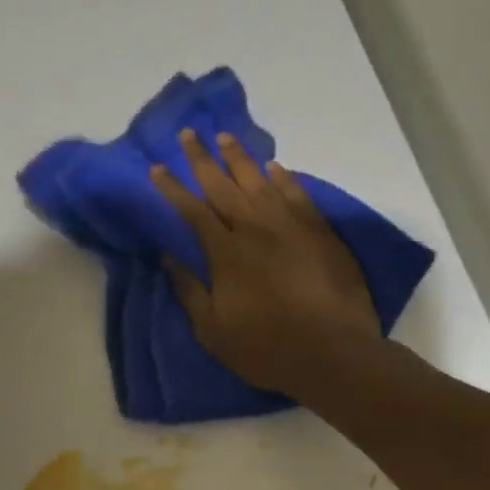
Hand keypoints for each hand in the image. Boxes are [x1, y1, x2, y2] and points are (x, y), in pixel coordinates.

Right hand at [151, 128, 380, 400]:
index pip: (192, 211)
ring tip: (224, 138)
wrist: (333, 354)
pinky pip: (298, 195)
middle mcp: (256, 230)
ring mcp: (292, 227)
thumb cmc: (264, 348)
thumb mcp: (212, 329)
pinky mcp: (321, 233)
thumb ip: (190, 290)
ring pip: (260, 182)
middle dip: (202, 160)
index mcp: (226, 253)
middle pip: (224, 186)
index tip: (156, 169)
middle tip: (188, 135)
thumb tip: (169, 257)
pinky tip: (274, 167)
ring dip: (240, 159)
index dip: (172, 188)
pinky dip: (284, 179)